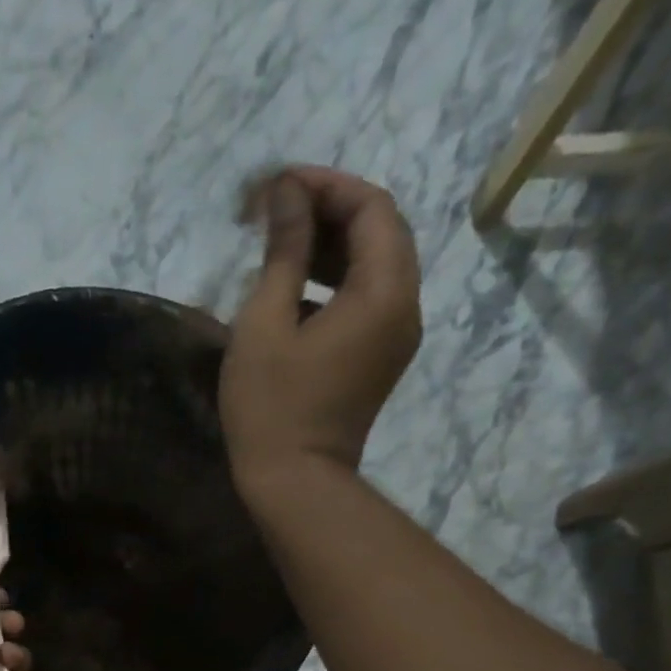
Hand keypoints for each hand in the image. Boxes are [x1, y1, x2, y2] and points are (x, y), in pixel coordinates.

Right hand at [221, 166, 422, 484]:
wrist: (294, 485)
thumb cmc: (272, 408)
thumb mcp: (265, 323)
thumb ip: (283, 251)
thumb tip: (287, 193)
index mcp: (384, 292)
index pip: (372, 207)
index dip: (326, 185)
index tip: (277, 187)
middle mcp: (405, 306)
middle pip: (380, 232)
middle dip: (330, 212)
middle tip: (276, 214)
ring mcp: (396, 338)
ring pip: (375, 267)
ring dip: (332, 247)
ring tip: (279, 249)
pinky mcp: (379, 361)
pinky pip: (368, 301)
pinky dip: (336, 283)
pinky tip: (294, 292)